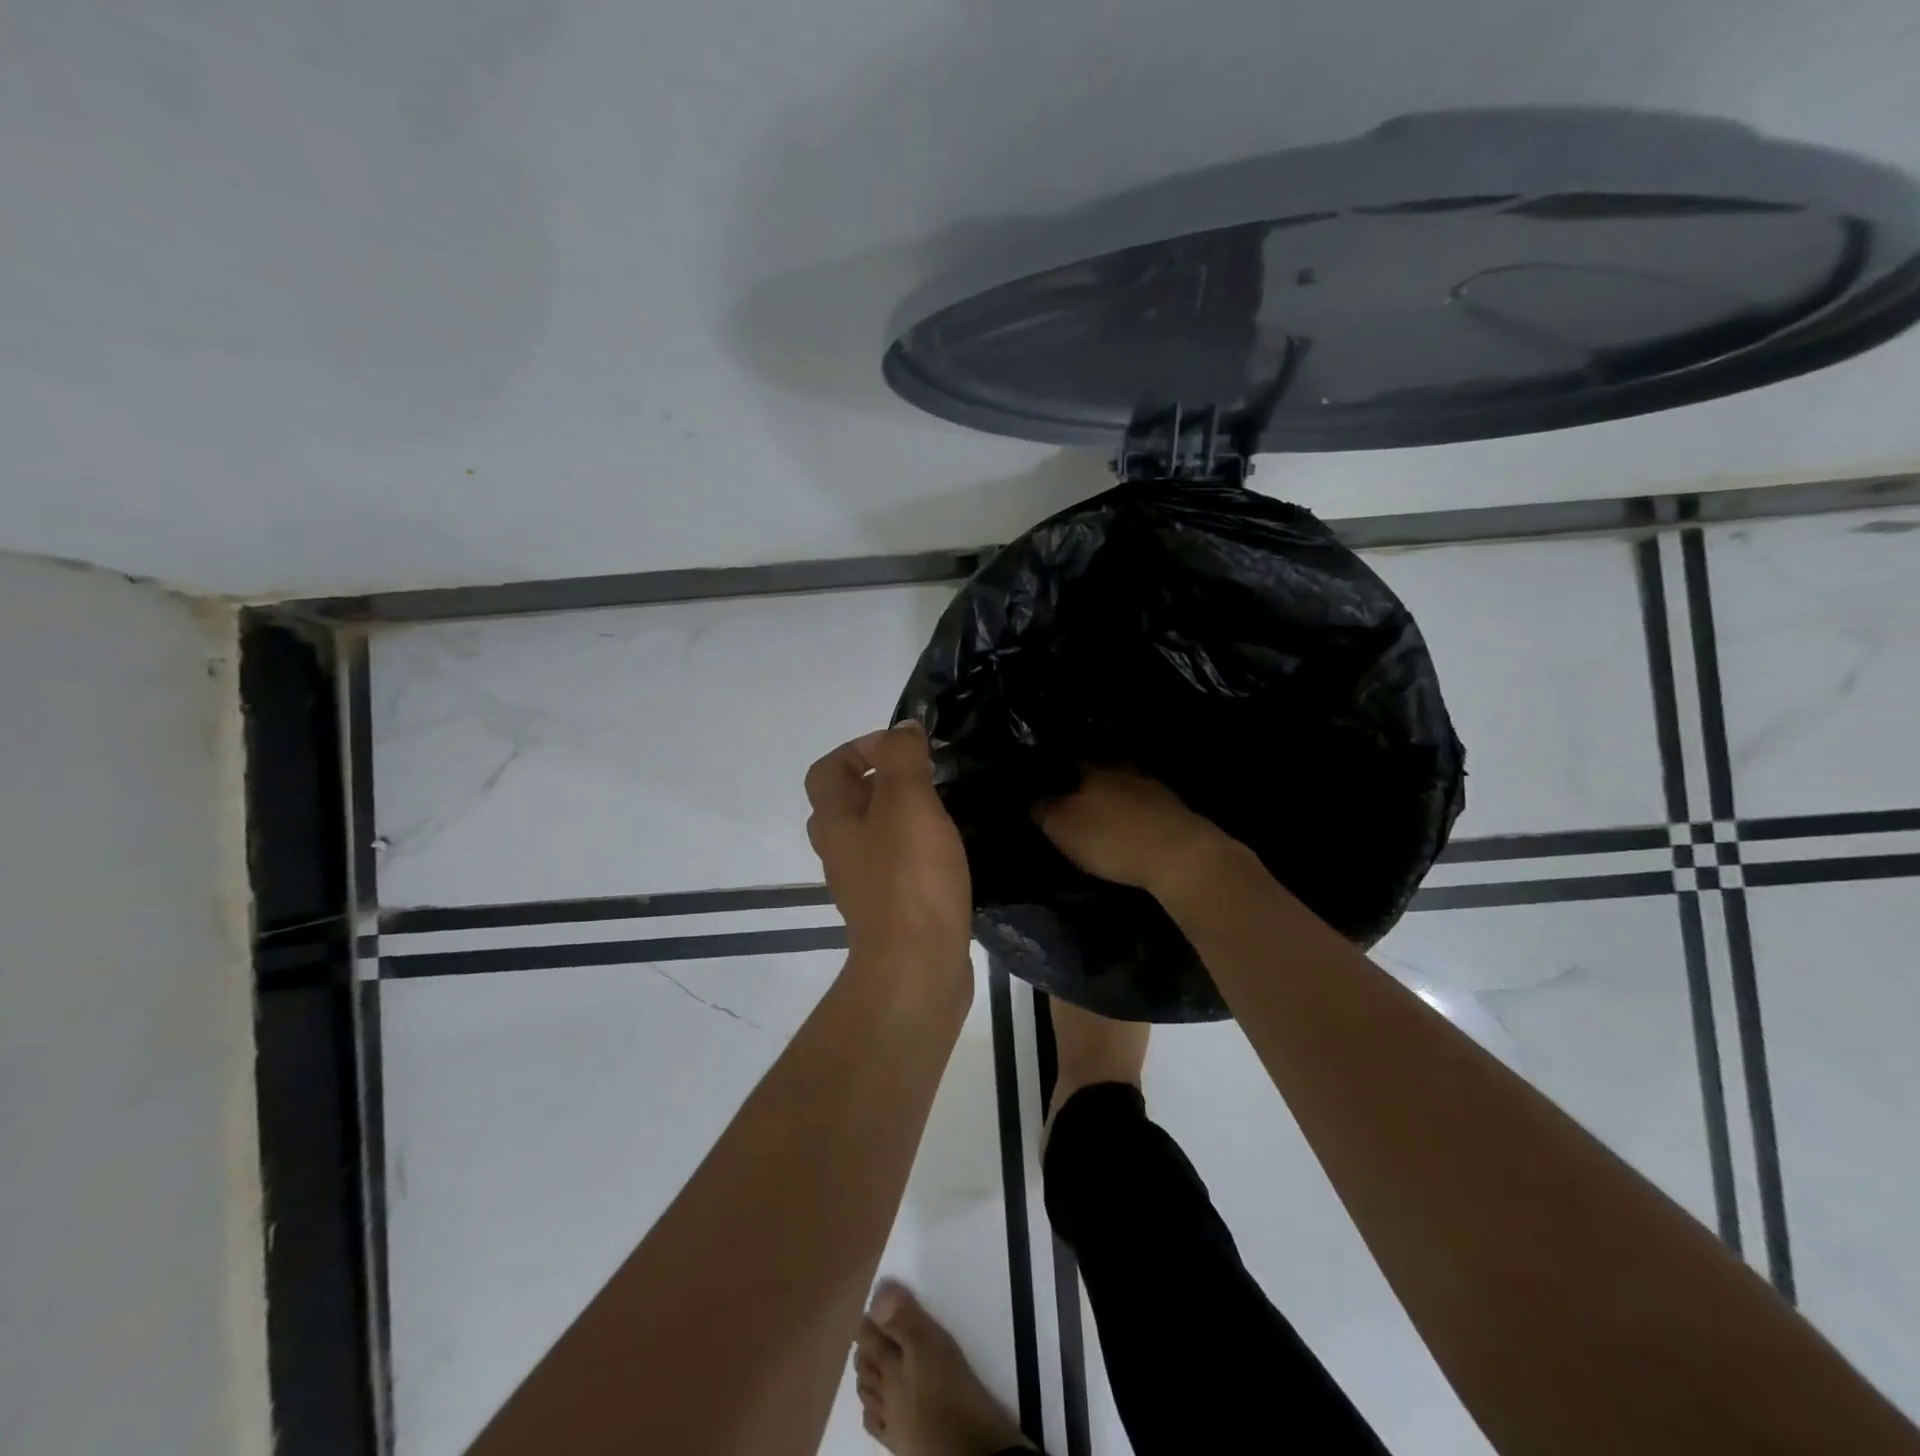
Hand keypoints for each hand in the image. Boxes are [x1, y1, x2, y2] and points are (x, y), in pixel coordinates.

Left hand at [805, 723, 972, 983]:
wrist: (917, 967)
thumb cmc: (909, 879)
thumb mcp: (908, 803)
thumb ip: (903, 759)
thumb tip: (902, 728)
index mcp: (836, 822)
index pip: (828, 769)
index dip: (859, 748)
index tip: (905, 747)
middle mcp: (841, 851)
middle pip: (848, 803)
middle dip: (883, 781)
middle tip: (925, 777)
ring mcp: (864, 884)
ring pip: (874, 835)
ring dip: (902, 816)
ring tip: (944, 808)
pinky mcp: (891, 910)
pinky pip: (897, 866)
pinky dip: (917, 850)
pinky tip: (949, 851)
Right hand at [1034, 767, 1234, 897]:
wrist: (1180, 856)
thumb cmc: (1112, 838)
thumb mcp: (1063, 828)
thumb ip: (1044, 810)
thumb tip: (1034, 798)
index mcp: (1094, 768)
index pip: (1069, 760)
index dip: (1056, 772)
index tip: (1046, 783)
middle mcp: (1125, 770)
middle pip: (1101, 771)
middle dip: (1087, 784)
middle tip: (1073, 799)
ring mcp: (1154, 789)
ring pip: (1126, 787)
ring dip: (1115, 799)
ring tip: (1102, 814)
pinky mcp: (1176, 812)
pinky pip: (1146, 807)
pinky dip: (1136, 815)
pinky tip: (1131, 827)